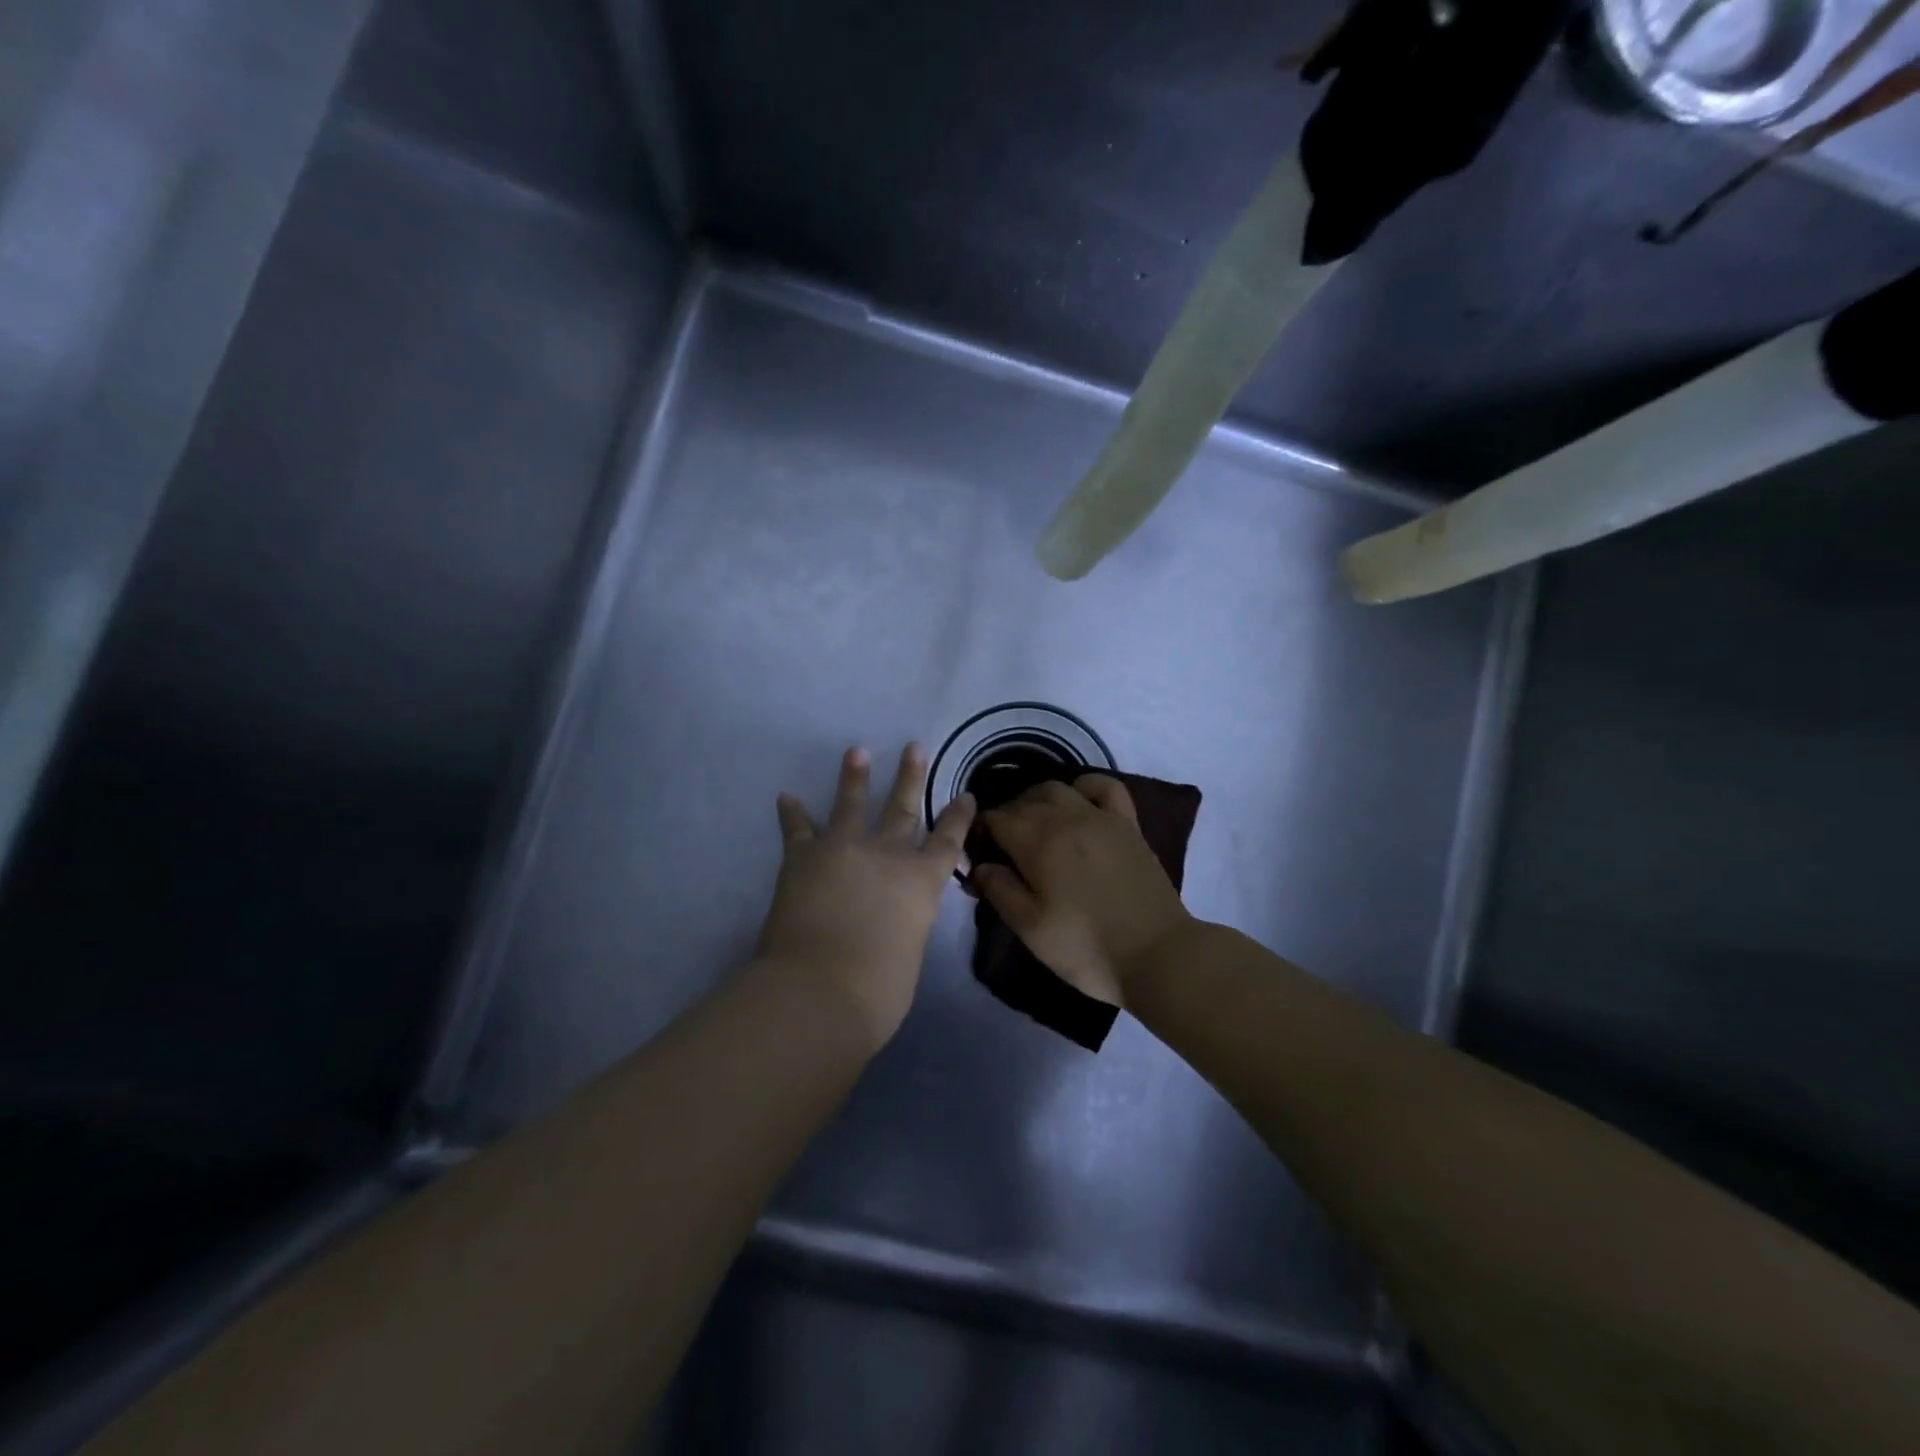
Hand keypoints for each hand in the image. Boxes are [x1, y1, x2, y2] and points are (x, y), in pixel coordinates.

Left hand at [757, 745, 975, 1048]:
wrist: (820, 989)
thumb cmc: (878, 991)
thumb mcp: (909, 956)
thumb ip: (904, 930)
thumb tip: (890, 926)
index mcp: (921, 883)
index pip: (947, 842)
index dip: (959, 817)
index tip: (966, 794)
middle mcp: (887, 856)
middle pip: (902, 808)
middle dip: (910, 777)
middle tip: (913, 747)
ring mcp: (843, 850)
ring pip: (851, 804)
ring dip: (854, 777)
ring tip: (856, 751)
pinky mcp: (803, 858)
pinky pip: (797, 829)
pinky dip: (792, 813)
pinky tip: (786, 797)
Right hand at [970, 776, 1192, 1008]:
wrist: (1157, 955)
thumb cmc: (1086, 947)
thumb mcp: (1030, 929)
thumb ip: (999, 890)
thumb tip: (980, 865)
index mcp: (1037, 842)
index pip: (995, 818)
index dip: (980, 832)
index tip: (979, 854)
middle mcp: (1066, 818)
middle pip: (1023, 801)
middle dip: (1005, 817)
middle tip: (1003, 847)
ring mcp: (1101, 817)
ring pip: (1057, 788)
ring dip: (1036, 800)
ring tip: (1034, 826)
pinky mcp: (1128, 824)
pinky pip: (1104, 786)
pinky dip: (1084, 787)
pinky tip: (1078, 803)